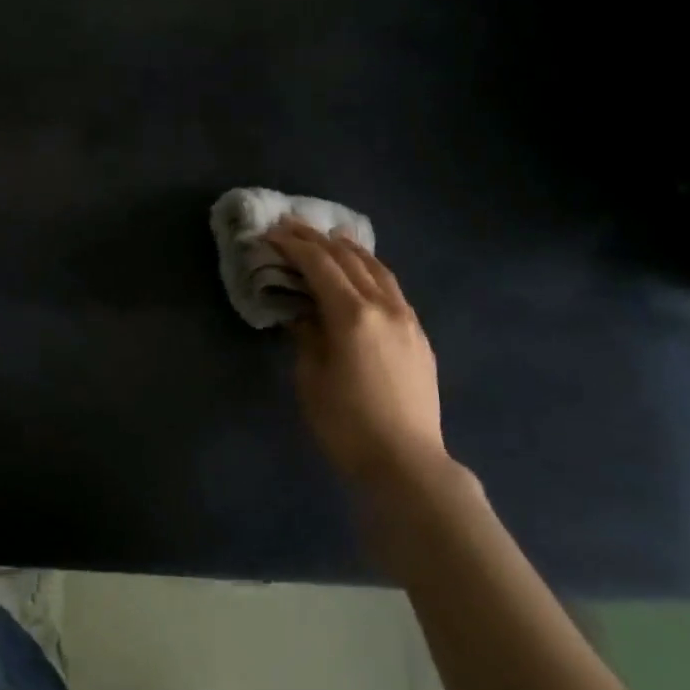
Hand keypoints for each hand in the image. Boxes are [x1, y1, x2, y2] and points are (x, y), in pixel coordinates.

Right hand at [267, 220, 445, 486]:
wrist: (406, 462)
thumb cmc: (346, 424)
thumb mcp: (311, 378)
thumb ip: (306, 335)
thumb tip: (304, 313)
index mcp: (352, 316)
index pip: (319, 265)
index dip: (293, 245)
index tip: (270, 233)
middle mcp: (384, 307)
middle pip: (349, 259)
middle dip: (318, 239)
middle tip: (291, 226)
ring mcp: (407, 320)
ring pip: (378, 269)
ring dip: (350, 249)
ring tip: (329, 237)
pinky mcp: (418, 336)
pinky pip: (392, 288)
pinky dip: (371, 270)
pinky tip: (361, 274)